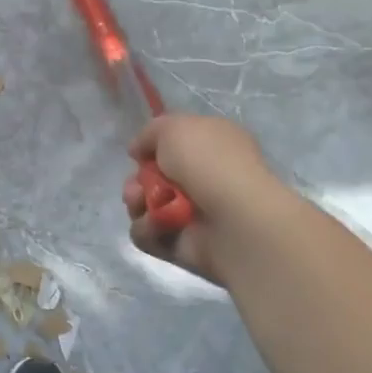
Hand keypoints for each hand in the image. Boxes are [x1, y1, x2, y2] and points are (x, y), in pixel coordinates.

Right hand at [123, 114, 278, 284]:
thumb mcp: (173, 127)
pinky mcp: (183, 245)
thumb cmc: (208, 163)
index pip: (174, 146)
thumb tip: (138, 151)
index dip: (152, 149)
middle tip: (137, 186)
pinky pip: (149, 235)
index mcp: (212, 146)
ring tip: (143, 204)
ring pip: (145, 206)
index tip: (140, 153)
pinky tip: (159, 226)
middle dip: (136, 181)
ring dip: (137, 203)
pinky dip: (148, 229)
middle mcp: (205, 179)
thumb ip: (150, 133)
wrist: (234, 218)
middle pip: (152, 178)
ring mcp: (194, 214)